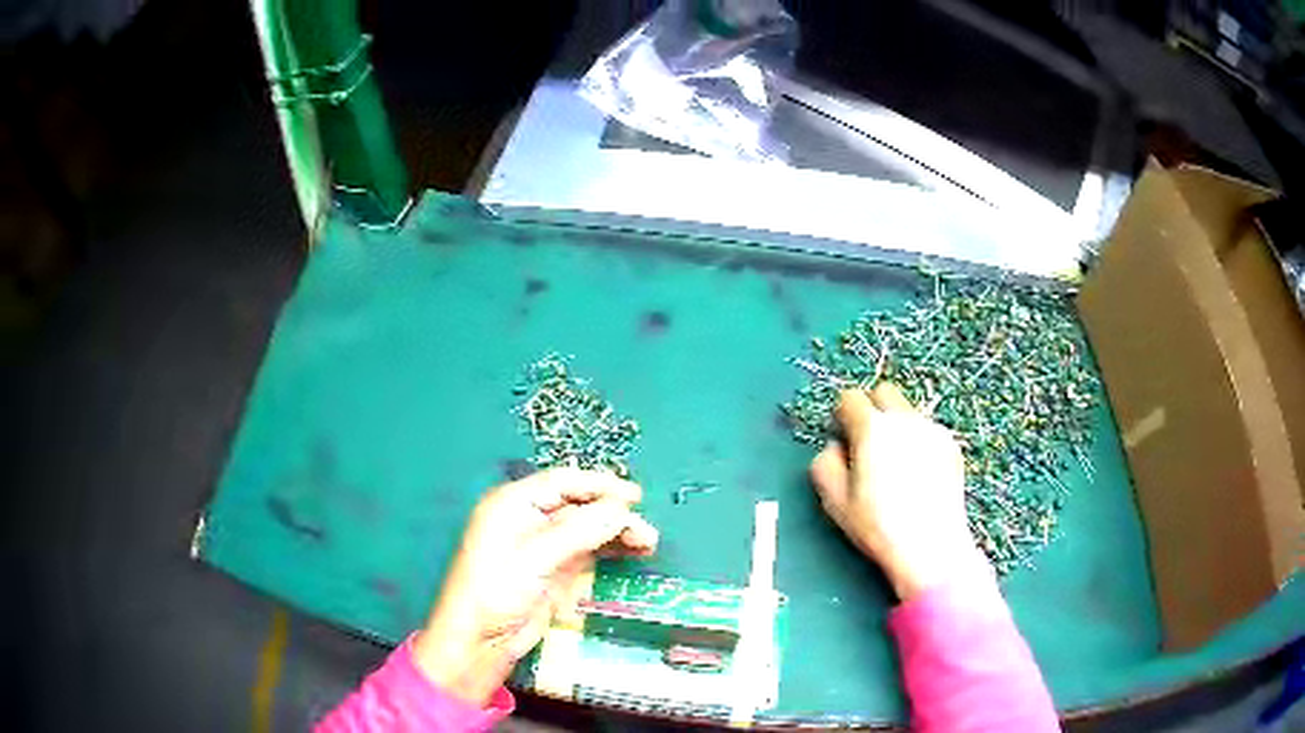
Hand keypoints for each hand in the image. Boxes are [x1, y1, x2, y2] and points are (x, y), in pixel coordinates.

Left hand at [413, 468, 657, 704]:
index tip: (635, 496)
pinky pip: (588, 550)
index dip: (599, 485)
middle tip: (645, 530)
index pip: (562, 483)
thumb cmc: (497, 591)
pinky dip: (610, 549)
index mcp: (513, 503)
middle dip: (613, 513)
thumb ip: (580, 530)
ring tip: (648, 544)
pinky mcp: (554, 569)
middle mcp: (528, 518)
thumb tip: (623, 509)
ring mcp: (543, 545)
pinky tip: (633, 552)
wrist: (481, 640)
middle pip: (578, 505)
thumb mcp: (536, 557)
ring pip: (587, 528)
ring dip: (617, 532)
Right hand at [809, 383, 989, 601]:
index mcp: (872, 428)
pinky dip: (919, 443)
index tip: (843, 441)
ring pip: (908, 412)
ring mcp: (932, 429)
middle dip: (871, 409)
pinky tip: (919, 477)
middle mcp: (904, 419)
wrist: (931, 546)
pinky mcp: (951, 445)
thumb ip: (825, 463)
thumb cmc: (877, 526)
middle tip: (868, 445)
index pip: (850, 398)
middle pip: (883, 392)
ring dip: (896, 427)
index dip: (842, 417)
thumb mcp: (835, 501)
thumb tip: (835, 447)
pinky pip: (928, 431)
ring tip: (896, 467)